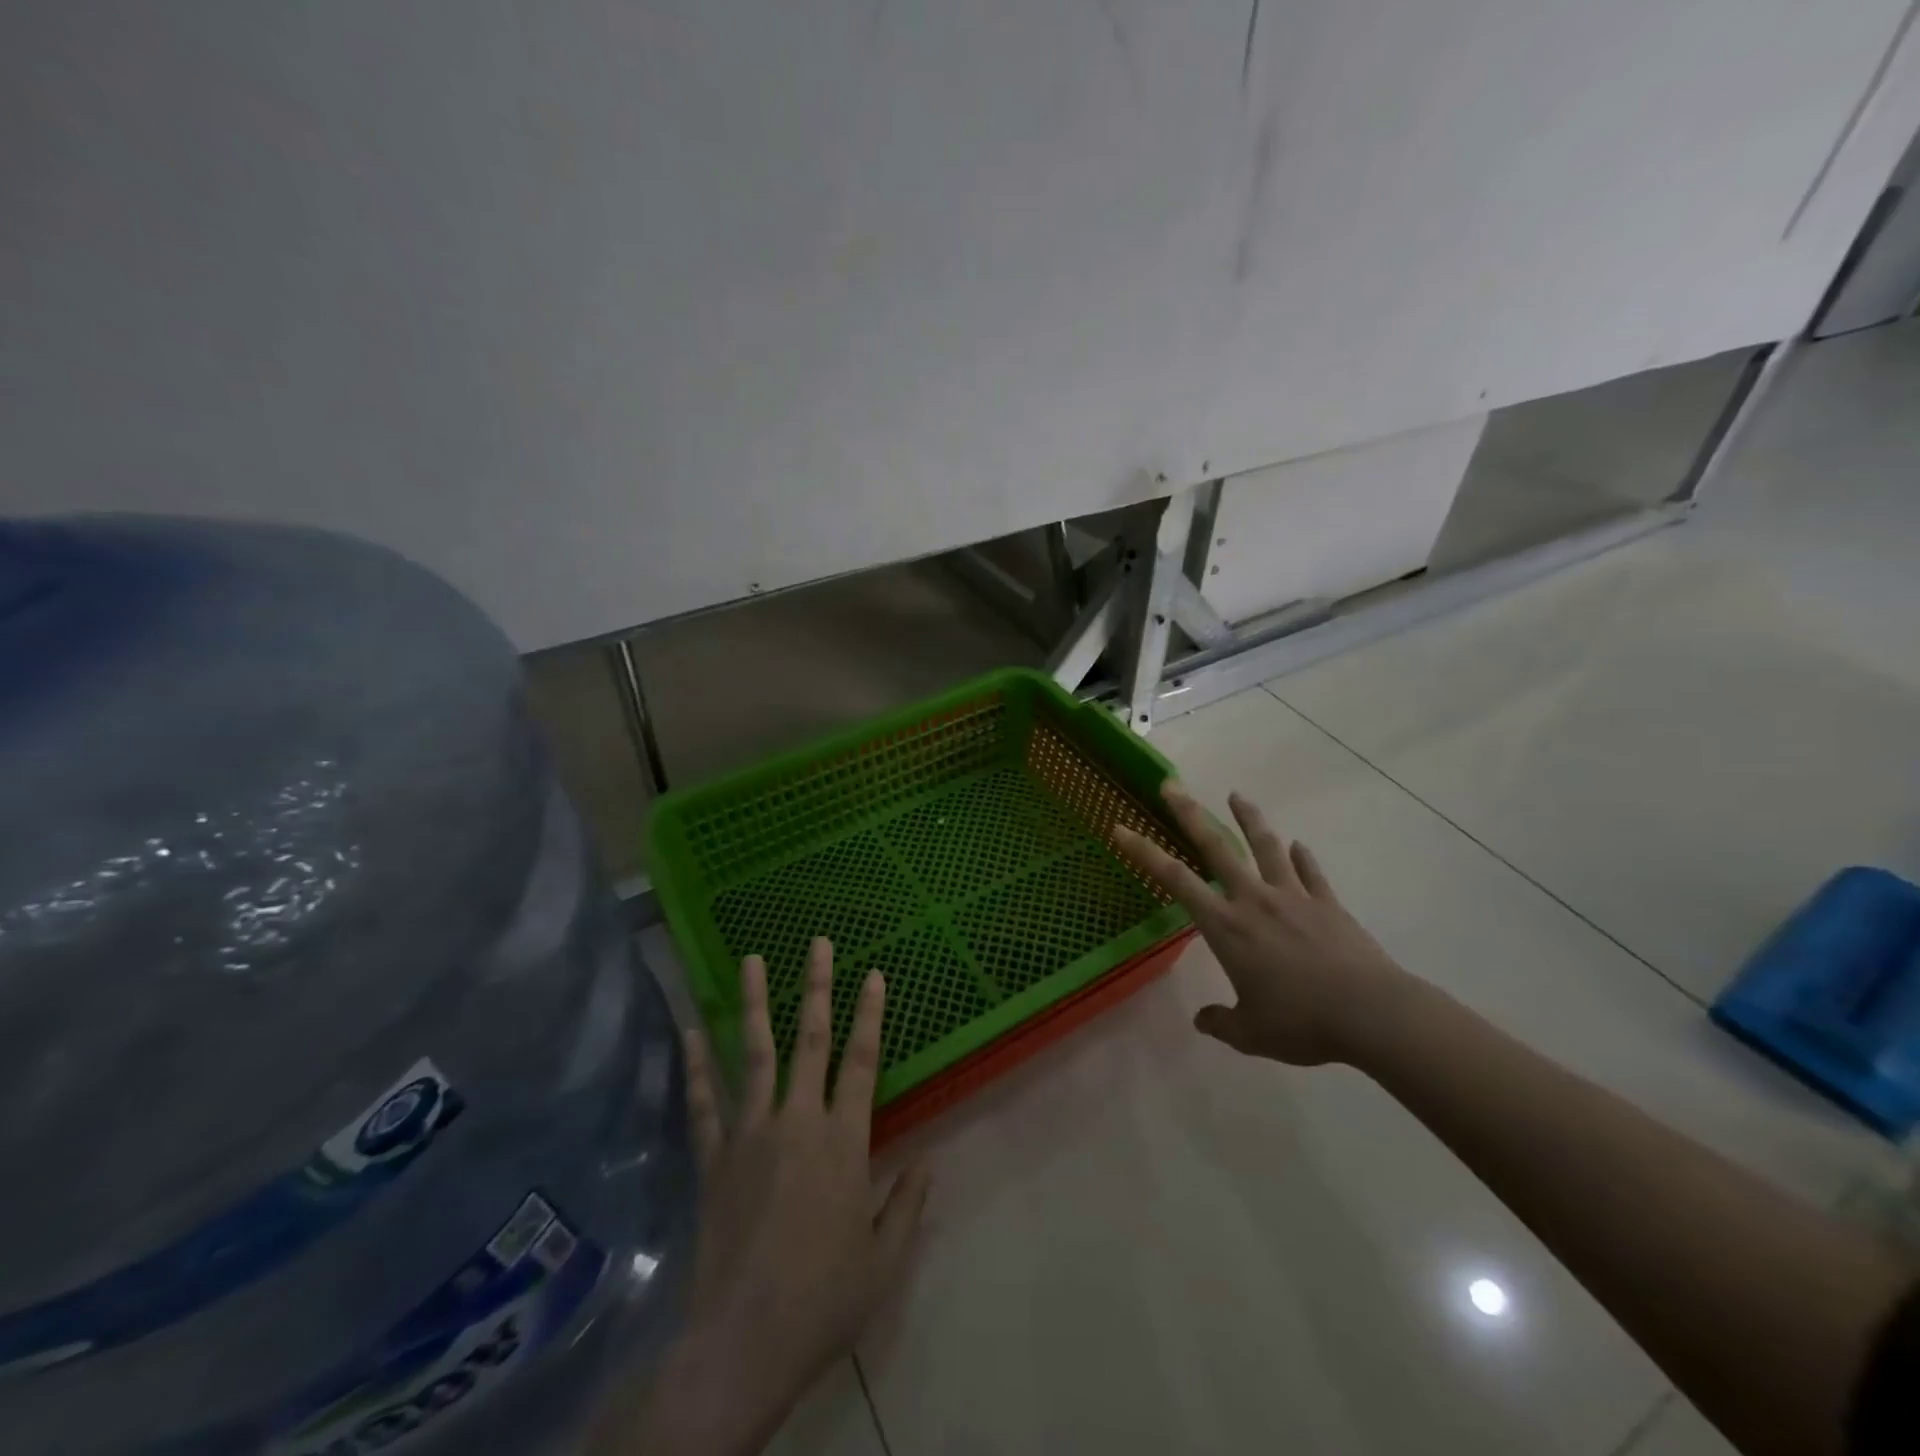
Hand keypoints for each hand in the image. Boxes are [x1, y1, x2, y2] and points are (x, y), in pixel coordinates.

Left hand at [605, 939, 930, 1455]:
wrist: (742, 1345)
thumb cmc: (823, 1301)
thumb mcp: (883, 1259)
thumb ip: (908, 1203)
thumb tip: (930, 1159)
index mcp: (843, 1141)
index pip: (863, 1061)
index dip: (870, 1013)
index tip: (874, 972)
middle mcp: (797, 1121)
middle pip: (810, 1041)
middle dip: (817, 987)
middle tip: (818, 943)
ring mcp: (749, 1135)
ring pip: (754, 1054)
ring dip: (755, 1004)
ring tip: (753, 959)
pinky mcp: (713, 1159)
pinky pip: (703, 1103)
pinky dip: (696, 1065)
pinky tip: (691, 1030)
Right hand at [1112, 783, 1408, 1065]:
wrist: (1371, 1014)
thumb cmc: (1301, 1022)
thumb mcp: (1251, 1033)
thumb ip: (1222, 1022)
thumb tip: (1203, 1020)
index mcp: (1227, 927)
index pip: (1175, 880)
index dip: (1144, 852)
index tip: (1122, 828)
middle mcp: (1254, 900)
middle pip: (1216, 847)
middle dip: (1190, 814)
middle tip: (1172, 785)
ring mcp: (1294, 897)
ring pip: (1266, 847)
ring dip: (1249, 819)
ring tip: (1237, 795)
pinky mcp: (1328, 904)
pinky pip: (1311, 874)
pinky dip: (1302, 858)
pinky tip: (1299, 846)